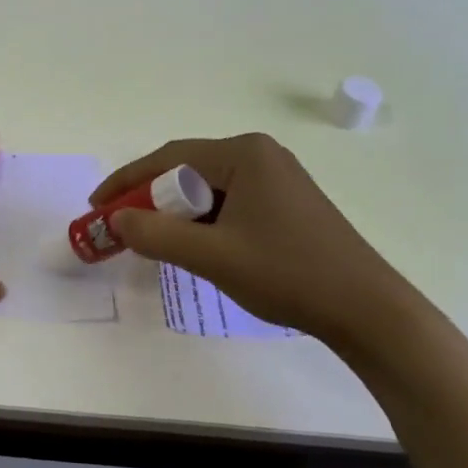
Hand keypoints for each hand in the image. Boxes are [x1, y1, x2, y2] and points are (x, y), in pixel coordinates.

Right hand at [92, 133, 421, 345]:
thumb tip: (117, 220)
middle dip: (152, 199)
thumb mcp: (212, 255)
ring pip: (209, 189)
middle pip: (188, 171)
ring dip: (178, 213)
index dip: (127, 181)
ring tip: (156, 241)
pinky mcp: (288, 204)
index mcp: (244, 154)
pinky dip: (205, 222)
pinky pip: (231, 202)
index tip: (97, 205)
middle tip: (124, 227)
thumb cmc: (288, 274)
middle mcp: (261, 155)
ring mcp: (278, 178)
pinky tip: (198, 246)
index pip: (169, 158)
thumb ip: (156, 234)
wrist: (370, 313)